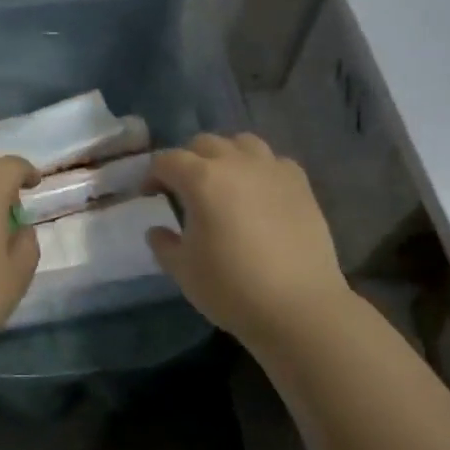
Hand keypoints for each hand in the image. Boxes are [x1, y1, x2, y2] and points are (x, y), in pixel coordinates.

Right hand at [147, 134, 350, 345]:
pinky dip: (259, 169)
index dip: (152, 175)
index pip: (167, 161)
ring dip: (225, 156)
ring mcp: (272, 169)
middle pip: (204, 143)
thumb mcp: (183, 271)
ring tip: (224, 183)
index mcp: (201, 179)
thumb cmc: (232, 288)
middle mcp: (236, 163)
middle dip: (187, 161)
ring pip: (242, 143)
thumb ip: (164, 244)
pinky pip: (273, 161)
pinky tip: (259, 193)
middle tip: (184, 189)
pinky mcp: (300, 183)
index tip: (149, 195)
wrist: (299, 307)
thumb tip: (158, 229)